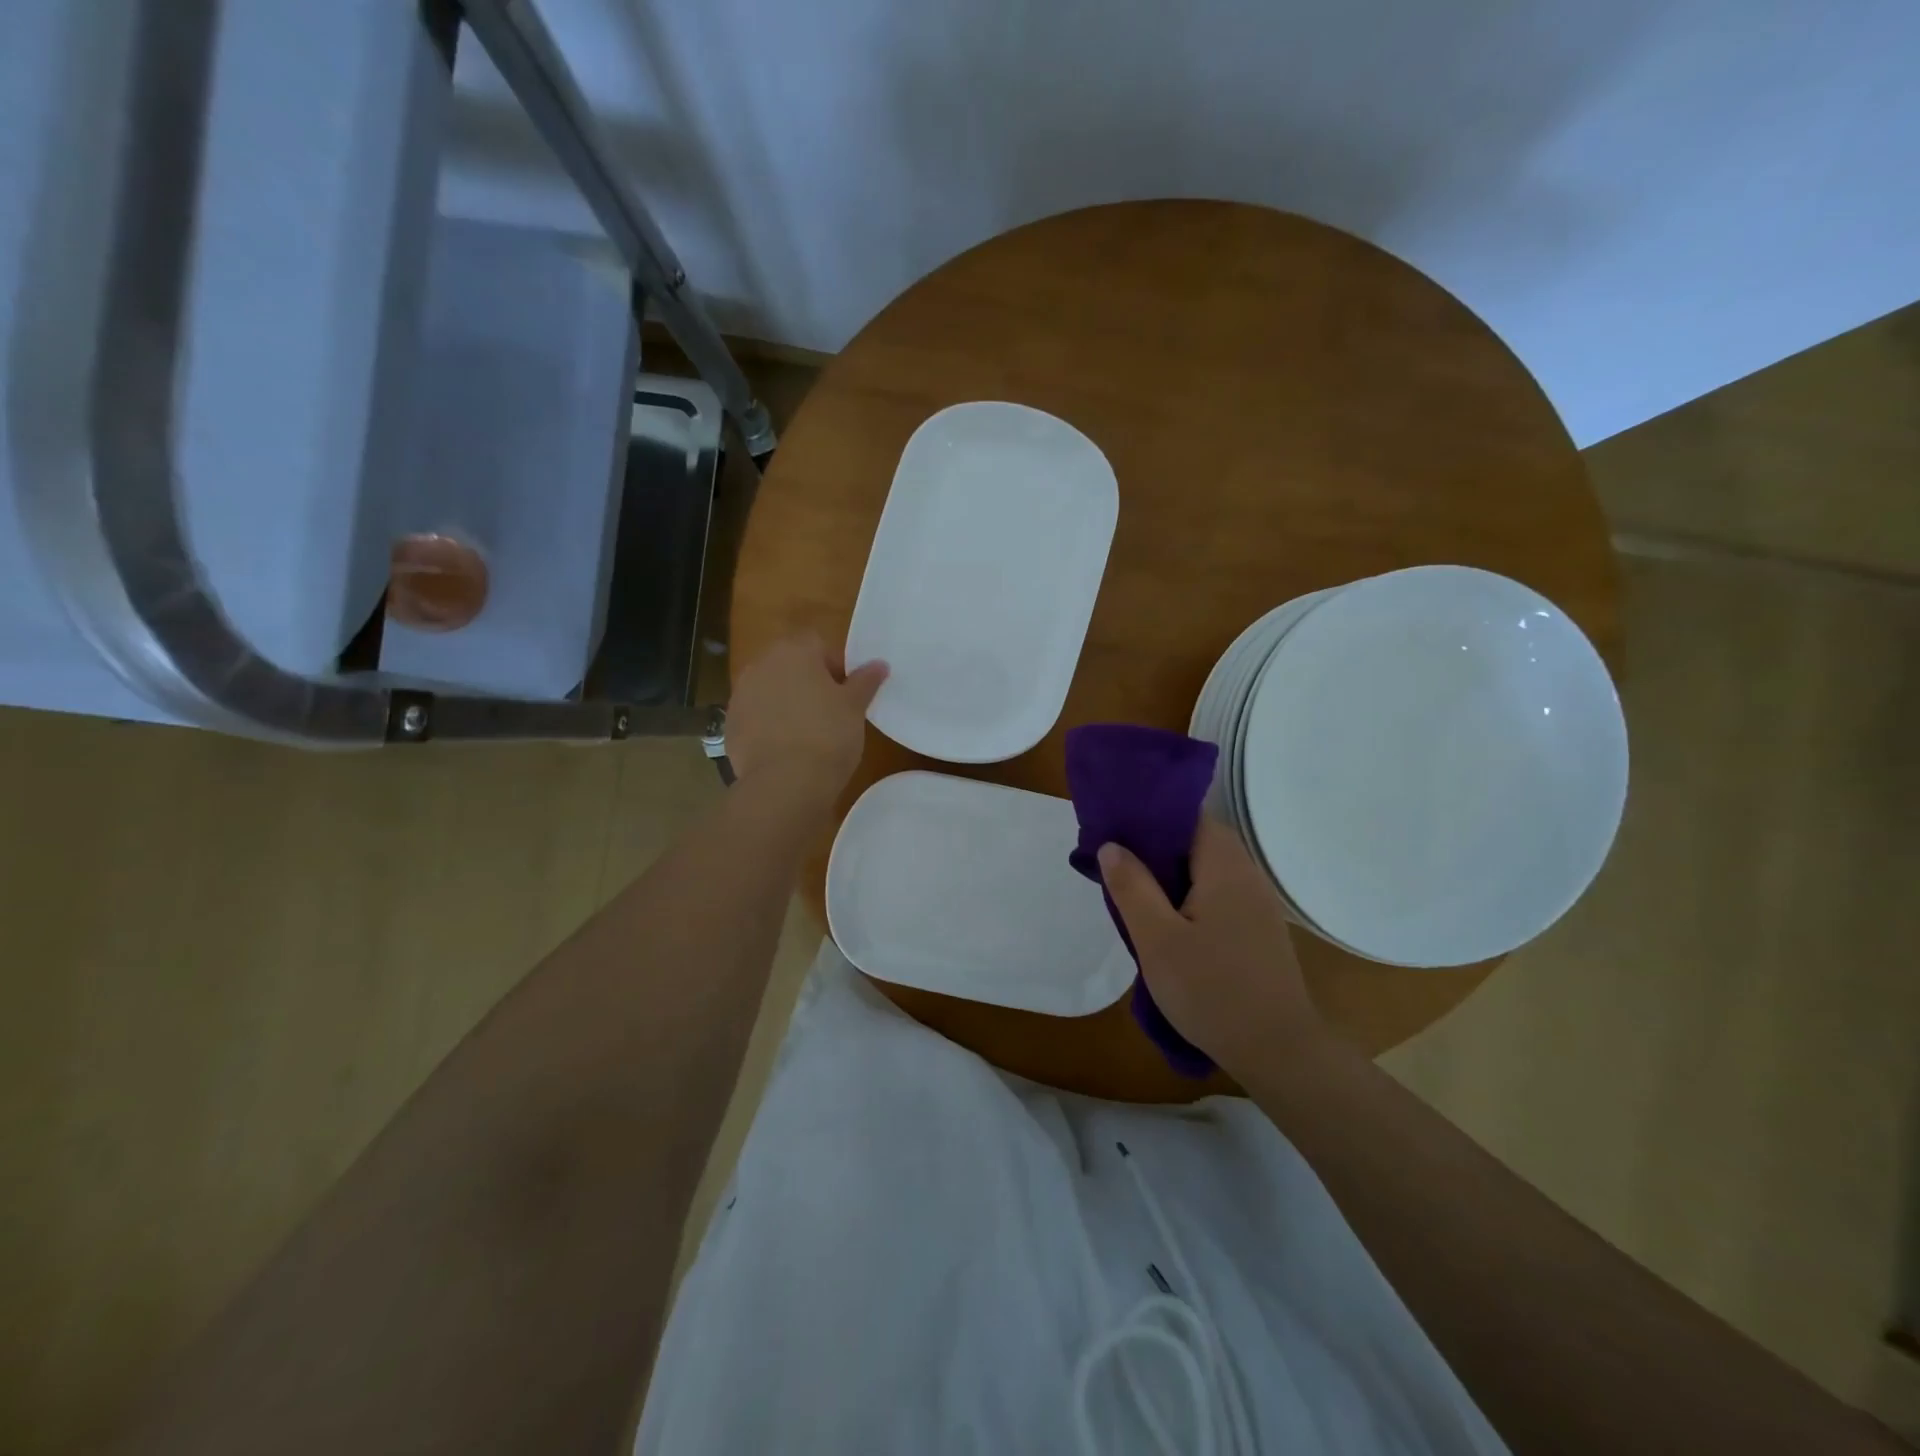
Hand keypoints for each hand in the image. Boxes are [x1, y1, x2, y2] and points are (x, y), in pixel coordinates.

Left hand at [725, 634, 887, 806]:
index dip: (836, 666)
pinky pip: (755, 716)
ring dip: (786, 702)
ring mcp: (740, 695)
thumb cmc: (828, 735)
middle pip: (790, 664)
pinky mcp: (730, 725)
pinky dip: (768, 725)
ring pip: (770, 690)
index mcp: (794, 651)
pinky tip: (785, 749)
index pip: (818, 644)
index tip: (847, 693)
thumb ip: (866, 681)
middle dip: (808, 682)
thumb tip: (879, 664)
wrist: (785, 783)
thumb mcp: (855, 707)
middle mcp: (761, 665)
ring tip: (807, 732)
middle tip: (830, 712)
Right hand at [1098, 819, 1324, 1076]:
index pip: (1189, 815)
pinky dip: (1191, 896)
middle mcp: (1247, 874)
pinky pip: (1219, 894)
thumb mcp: (1157, 939)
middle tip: (1118, 866)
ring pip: (1207, 869)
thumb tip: (1112, 845)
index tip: (1116, 830)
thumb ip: (1132, 887)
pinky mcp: (1259, 928)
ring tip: (1136, 893)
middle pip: (1198, 840)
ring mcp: (1258, 902)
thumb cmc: (1212, 990)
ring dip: (1172, 875)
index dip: (1151, 817)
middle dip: (1157, 848)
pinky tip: (1169, 922)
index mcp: (1225, 866)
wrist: (1279, 1051)